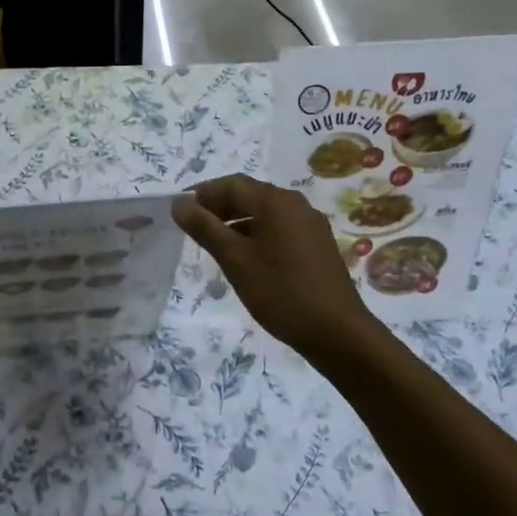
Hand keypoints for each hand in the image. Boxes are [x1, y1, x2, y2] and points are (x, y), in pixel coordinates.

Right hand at [172, 175, 376, 358]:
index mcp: (276, 201)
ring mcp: (311, 225)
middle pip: (250, 195)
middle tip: (193, 227)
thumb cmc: (280, 292)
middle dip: (219, 207)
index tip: (180, 210)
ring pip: (266, 213)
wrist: (336, 331)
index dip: (203, 193)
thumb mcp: (235, 260)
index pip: (232, 184)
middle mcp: (296, 204)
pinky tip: (246, 258)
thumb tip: (179, 203)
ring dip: (237, 221)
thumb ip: (205, 228)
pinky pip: (280, 228)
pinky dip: (257, 234)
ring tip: (215, 244)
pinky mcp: (318, 245)